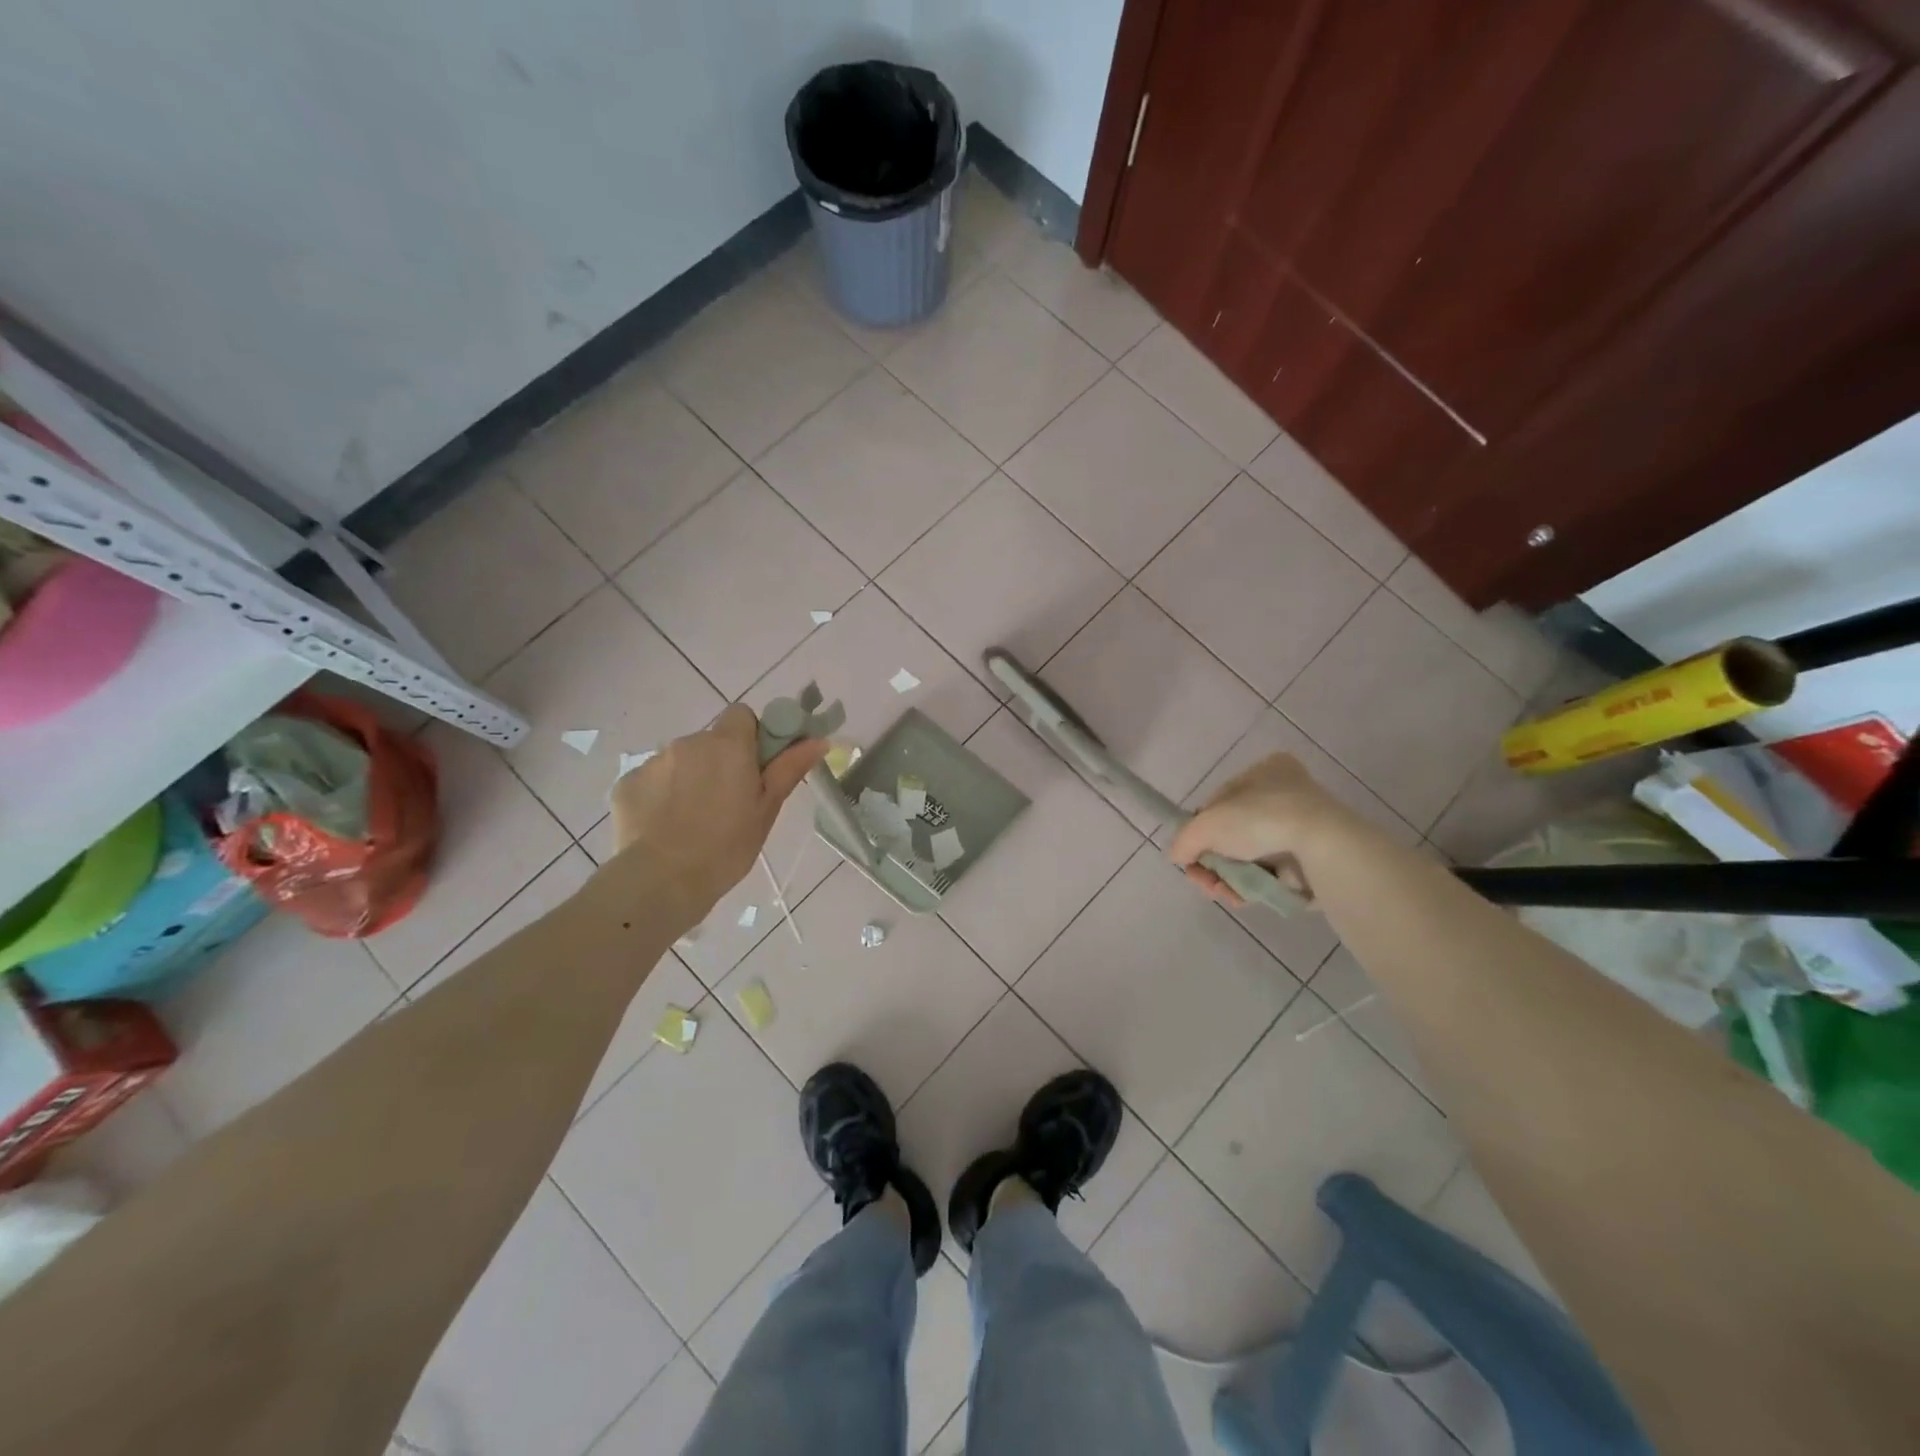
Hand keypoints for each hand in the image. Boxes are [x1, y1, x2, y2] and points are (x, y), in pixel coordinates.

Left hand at [607, 704, 827, 925]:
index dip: (751, 737)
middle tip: (728, 804)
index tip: (754, 769)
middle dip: (720, 763)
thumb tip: (819, 739)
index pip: (742, 715)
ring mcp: (653, 762)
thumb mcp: (767, 809)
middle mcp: (688, 743)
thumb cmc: (726, 847)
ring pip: (681, 761)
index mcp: (727, 745)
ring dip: (690, 779)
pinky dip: (661, 796)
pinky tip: (665, 827)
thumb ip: (789, 768)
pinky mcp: (626, 783)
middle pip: (711, 741)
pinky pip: (653, 781)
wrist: (661, 881)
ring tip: (693, 821)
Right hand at [1166, 752, 1347, 907]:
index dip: (1201, 827)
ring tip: (1220, 892)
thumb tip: (1178, 856)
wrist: (1321, 847)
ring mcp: (1302, 829)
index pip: (1221, 800)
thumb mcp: (1206, 824)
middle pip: (1233, 832)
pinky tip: (1239, 897)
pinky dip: (1252, 886)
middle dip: (1213, 859)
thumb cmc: (1260, 818)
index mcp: (1266, 770)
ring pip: (1250, 856)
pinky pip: (1271, 875)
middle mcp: (1286, 794)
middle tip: (1202, 878)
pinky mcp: (1312, 861)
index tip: (1191, 850)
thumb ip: (1184, 840)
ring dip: (1228, 877)